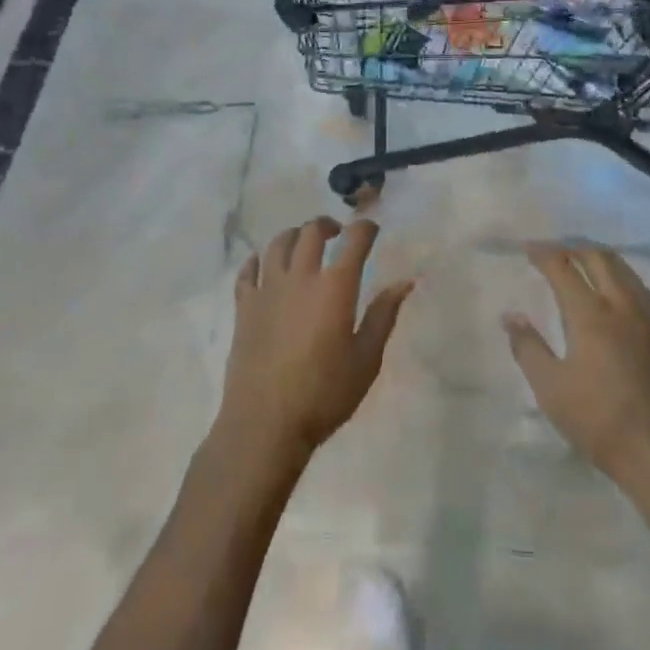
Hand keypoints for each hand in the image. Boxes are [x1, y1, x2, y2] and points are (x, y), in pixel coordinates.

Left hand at [220, 216, 413, 466]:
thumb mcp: (366, 360)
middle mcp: (300, 277)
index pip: (354, 240)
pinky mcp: (244, 307)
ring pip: (278, 244)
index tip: (372, 230)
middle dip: (327, 225)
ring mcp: (268, 289)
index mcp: (335, 287)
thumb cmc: (323, 394)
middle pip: (311, 232)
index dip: (365, 228)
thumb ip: (383, 316)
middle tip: (336, 234)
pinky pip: (247, 271)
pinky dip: (256, 261)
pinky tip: (262, 263)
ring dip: (294, 235)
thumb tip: (405, 282)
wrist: (265, 424)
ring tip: (302, 243)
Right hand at [504, 242, 649, 491]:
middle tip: (554, 254)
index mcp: (591, 313)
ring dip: (599, 260)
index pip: (562, 267)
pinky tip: (616, 298)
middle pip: (598, 257)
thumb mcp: (551, 390)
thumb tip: (510, 315)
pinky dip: (621, 280)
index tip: (528, 249)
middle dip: (573, 249)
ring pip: (624, 269)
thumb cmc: (601, 423)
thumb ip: (528, 347)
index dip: (543, 253)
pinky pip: (641, 289)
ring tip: (582, 268)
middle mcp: (624, 303)